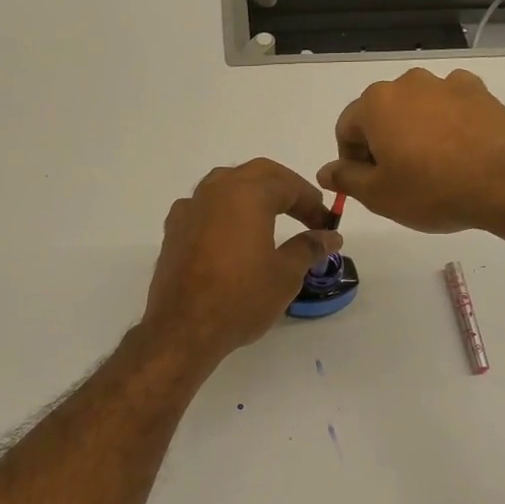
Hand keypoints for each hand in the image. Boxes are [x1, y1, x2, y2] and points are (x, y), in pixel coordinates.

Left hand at [142, 159, 342, 367]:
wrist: (183, 329)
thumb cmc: (241, 298)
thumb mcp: (285, 274)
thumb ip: (309, 248)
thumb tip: (330, 236)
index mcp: (247, 194)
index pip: (288, 185)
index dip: (311, 202)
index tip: (325, 224)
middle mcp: (215, 191)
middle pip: (256, 174)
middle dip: (284, 188)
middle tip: (304, 212)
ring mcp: (190, 208)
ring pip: (226, 185)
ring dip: (252, 194)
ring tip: (270, 218)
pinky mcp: (174, 230)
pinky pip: (205, 207)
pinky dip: (225, 212)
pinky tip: (232, 235)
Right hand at [319, 68, 504, 234]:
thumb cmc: (433, 191)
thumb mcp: (379, 195)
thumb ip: (346, 179)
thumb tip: (325, 171)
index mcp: (376, 103)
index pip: (346, 129)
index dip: (352, 160)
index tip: (370, 185)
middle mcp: (408, 83)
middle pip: (381, 114)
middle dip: (383, 143)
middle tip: (401, 180)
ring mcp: (447, 83)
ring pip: (416, 109)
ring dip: (415, 132)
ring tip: (434, 168)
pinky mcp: (480, 91)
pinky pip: (450, 107)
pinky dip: (447, 124)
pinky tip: (460, 153)